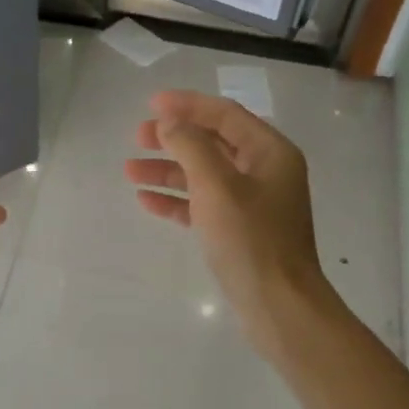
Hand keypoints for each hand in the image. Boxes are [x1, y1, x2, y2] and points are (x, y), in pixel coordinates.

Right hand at [126, 90, 331, 357]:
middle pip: (213, 143)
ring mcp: (253, 203)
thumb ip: (191, 147)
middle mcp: (265, 172)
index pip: (225, 114)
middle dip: (174, 138)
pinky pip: (203, 204)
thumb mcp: (217, 186)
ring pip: (204, 175)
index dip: (188, 105)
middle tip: (137, 136)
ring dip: (168, 170)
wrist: (278, 305)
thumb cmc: (251, 239)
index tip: (151, 103)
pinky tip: (146, 200)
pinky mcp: (240, 231)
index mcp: (270, 152)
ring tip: (130, 170)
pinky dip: (177, 200)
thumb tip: (169, 124)